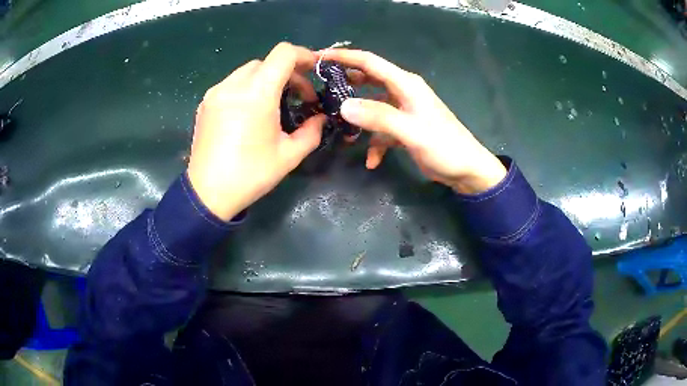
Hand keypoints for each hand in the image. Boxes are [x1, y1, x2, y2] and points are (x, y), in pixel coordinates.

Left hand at [187, 43, 324, 220]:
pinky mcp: (205, 103)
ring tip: (272, 105)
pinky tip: (249, 112)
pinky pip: (231, 84)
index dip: (303, 55)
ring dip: (266, 80)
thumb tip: (320, 118)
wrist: (208, 194)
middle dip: (287, 73)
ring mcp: (216, 92)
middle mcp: (234, 85)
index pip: (284, 53)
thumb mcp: (289, 155)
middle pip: (266, 62)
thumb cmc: (251, 174)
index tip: (313, 71)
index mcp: (257, 93)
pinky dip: (247, 88)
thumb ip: (312, 131)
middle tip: (297, 97)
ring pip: (247, 71)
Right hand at [321, 49, 506, 193]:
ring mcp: (403, 110)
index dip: (344, 56)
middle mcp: (403, 92)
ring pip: (372, 106)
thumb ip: (379, 117)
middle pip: (369, 80)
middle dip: (347, 83)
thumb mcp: (411, 131)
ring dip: (359, 118)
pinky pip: (382, 130)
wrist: (467, 170)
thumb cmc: (444, 146)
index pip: (370, 62)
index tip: (319, 57)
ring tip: (341, 129)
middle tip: (322, 89)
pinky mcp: (405, 128)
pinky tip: (372, 161)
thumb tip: (344, 106)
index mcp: (406, 84)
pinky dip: (375, 144)